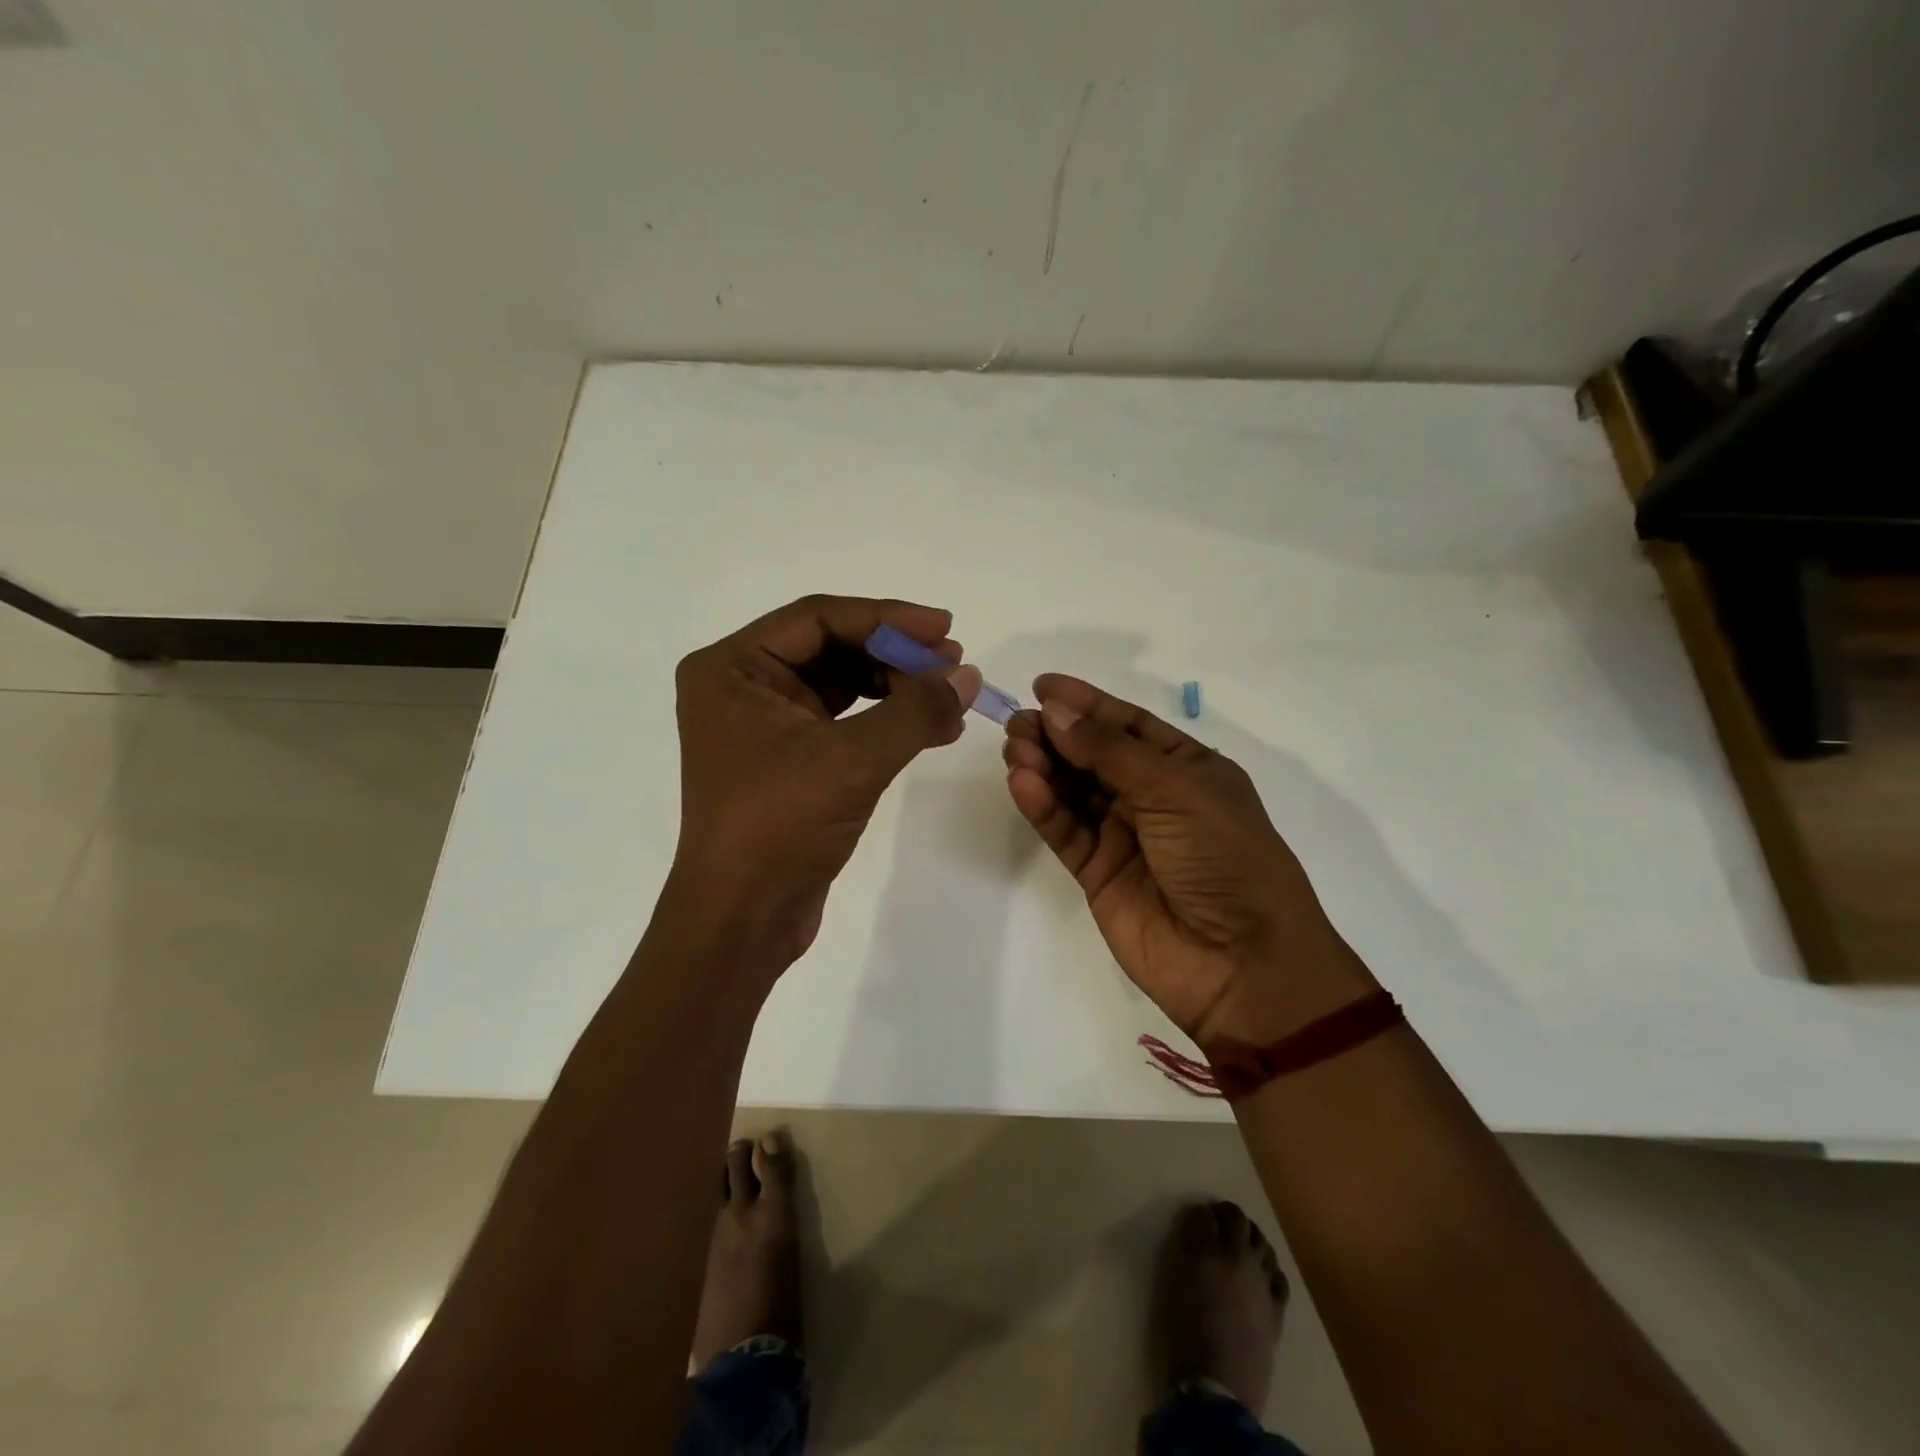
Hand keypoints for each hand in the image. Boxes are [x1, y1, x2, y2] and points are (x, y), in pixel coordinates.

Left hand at [671, 595, 981, 965]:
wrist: (743, 918)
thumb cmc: (780, 825)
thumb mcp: (853, 759)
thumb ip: (915, 709)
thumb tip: (967, 675)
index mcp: (733, 668)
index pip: (819, 619)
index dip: (887, 618)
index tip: (944, 627)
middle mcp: (743, 687)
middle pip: (832, 648)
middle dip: (895, 655)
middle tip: (953, 664)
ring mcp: (766, 725)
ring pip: (843, 685)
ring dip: (898, 688)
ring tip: (951, 697)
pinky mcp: (791, 761)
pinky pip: (846, 722)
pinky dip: (889, 722)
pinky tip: (935, 728)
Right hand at [1003, 675, 1374, 1044]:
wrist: (1241, 962)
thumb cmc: (1223, 857)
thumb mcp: (1176, 790)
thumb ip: (1110, 751)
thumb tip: (1056, 711)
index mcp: (1187, 769)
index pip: (1128, 725)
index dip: (1087, 703)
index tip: (1043, 686)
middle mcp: (1153, 797)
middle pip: (1094, 756)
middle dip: (1057, 734)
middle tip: (1019, 722)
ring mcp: (1124, 836)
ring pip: (1073, 790)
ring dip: (1044, 766)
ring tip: (1015, 748)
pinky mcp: (1097, 872)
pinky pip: (1065, 830)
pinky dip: (1043, 806)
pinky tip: (1022, 783)